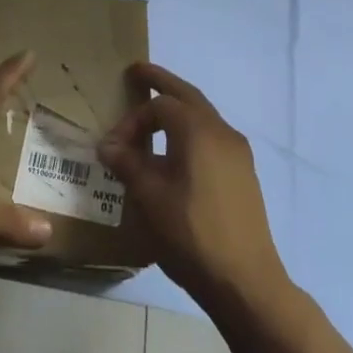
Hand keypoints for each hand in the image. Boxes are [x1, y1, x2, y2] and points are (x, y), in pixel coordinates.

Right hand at [98, 63, 286, 307]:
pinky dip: (190, 130)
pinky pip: (212, 137)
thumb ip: (128, 163)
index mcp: (199, 131)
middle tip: (138, 72)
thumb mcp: (149, 197)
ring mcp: (238, 153)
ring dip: (178, 108)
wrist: (245, 280)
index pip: (160, 106)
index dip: (132, 120)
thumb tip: (108, 146)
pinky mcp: (242, 174)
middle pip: (188, 96)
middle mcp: (222, 133)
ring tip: (154, 112)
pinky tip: (175, 151)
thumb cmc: (191, 233)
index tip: (113, 148)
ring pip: (203, 116)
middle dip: (162, 82)